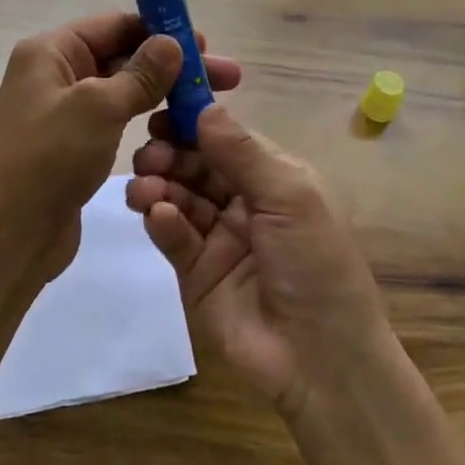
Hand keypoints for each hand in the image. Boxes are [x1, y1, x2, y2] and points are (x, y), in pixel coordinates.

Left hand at [0, 12, 241, 283]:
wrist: (6, 239)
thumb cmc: (48, 161)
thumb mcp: (98, 108)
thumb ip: (140, 73)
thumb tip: (172, 42)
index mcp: (50, 52)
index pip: (115, 24)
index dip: (161, 30)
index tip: (205, 43)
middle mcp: (56, 74)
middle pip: (123, 55)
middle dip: (172, 63)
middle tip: (226, 76)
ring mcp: (65, 111)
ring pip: (124, 89)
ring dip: (164, 91)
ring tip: (209, 104)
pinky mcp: (74, 144)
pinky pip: (116, 119)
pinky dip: (146, 117)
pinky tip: (178, 128)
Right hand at [127, 105, 388, 418]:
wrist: (320, 357)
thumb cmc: (315, 262)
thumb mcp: (289, 197)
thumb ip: (243, 153)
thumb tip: (205, 107)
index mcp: (273, 178)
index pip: (225, 139)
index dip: (194, 123)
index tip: (161, 110)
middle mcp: (243, 202)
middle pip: (196, 165)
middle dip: (170, 153)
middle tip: (148, 153)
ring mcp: (217, 237)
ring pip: (178, 197)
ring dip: (159, 185)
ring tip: (144, 187)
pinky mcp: (195, 273)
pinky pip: (174, 236)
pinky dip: (162, 222)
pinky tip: (158, 216)